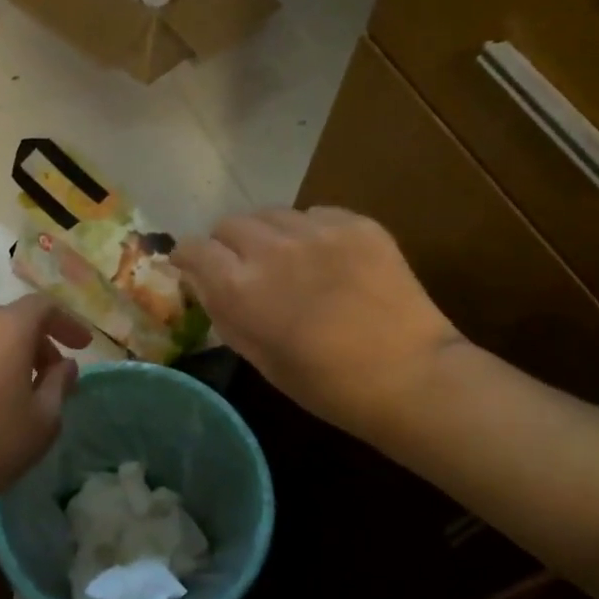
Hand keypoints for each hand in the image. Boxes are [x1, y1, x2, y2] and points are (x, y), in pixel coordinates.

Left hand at [0, 295, 90, 519]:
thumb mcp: (43, 420)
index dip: (67, 322)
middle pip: (10, 319)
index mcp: (6, 330)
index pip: (42, 306)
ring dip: (4, 353)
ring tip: (15, 389)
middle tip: (50, 372)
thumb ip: (59, 384)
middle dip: (35, 340)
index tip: (81, 346)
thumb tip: (65, 365)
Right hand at [172, 207, 462, 436]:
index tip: (194, 267)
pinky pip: (315, 214)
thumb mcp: (259, 358)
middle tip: (245, 268)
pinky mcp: (355, 223)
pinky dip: (310, 231)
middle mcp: (271, 248)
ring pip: (271, 214)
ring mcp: (316, 230)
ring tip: (288, 260)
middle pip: (230, 224)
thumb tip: (205, 284)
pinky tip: (327, 258)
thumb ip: (225, 314)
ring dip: (268, 234)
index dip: (189, 257)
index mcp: (240, 287)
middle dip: (228, 244)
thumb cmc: (326, 384)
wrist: (409, 374)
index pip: (193, 248)